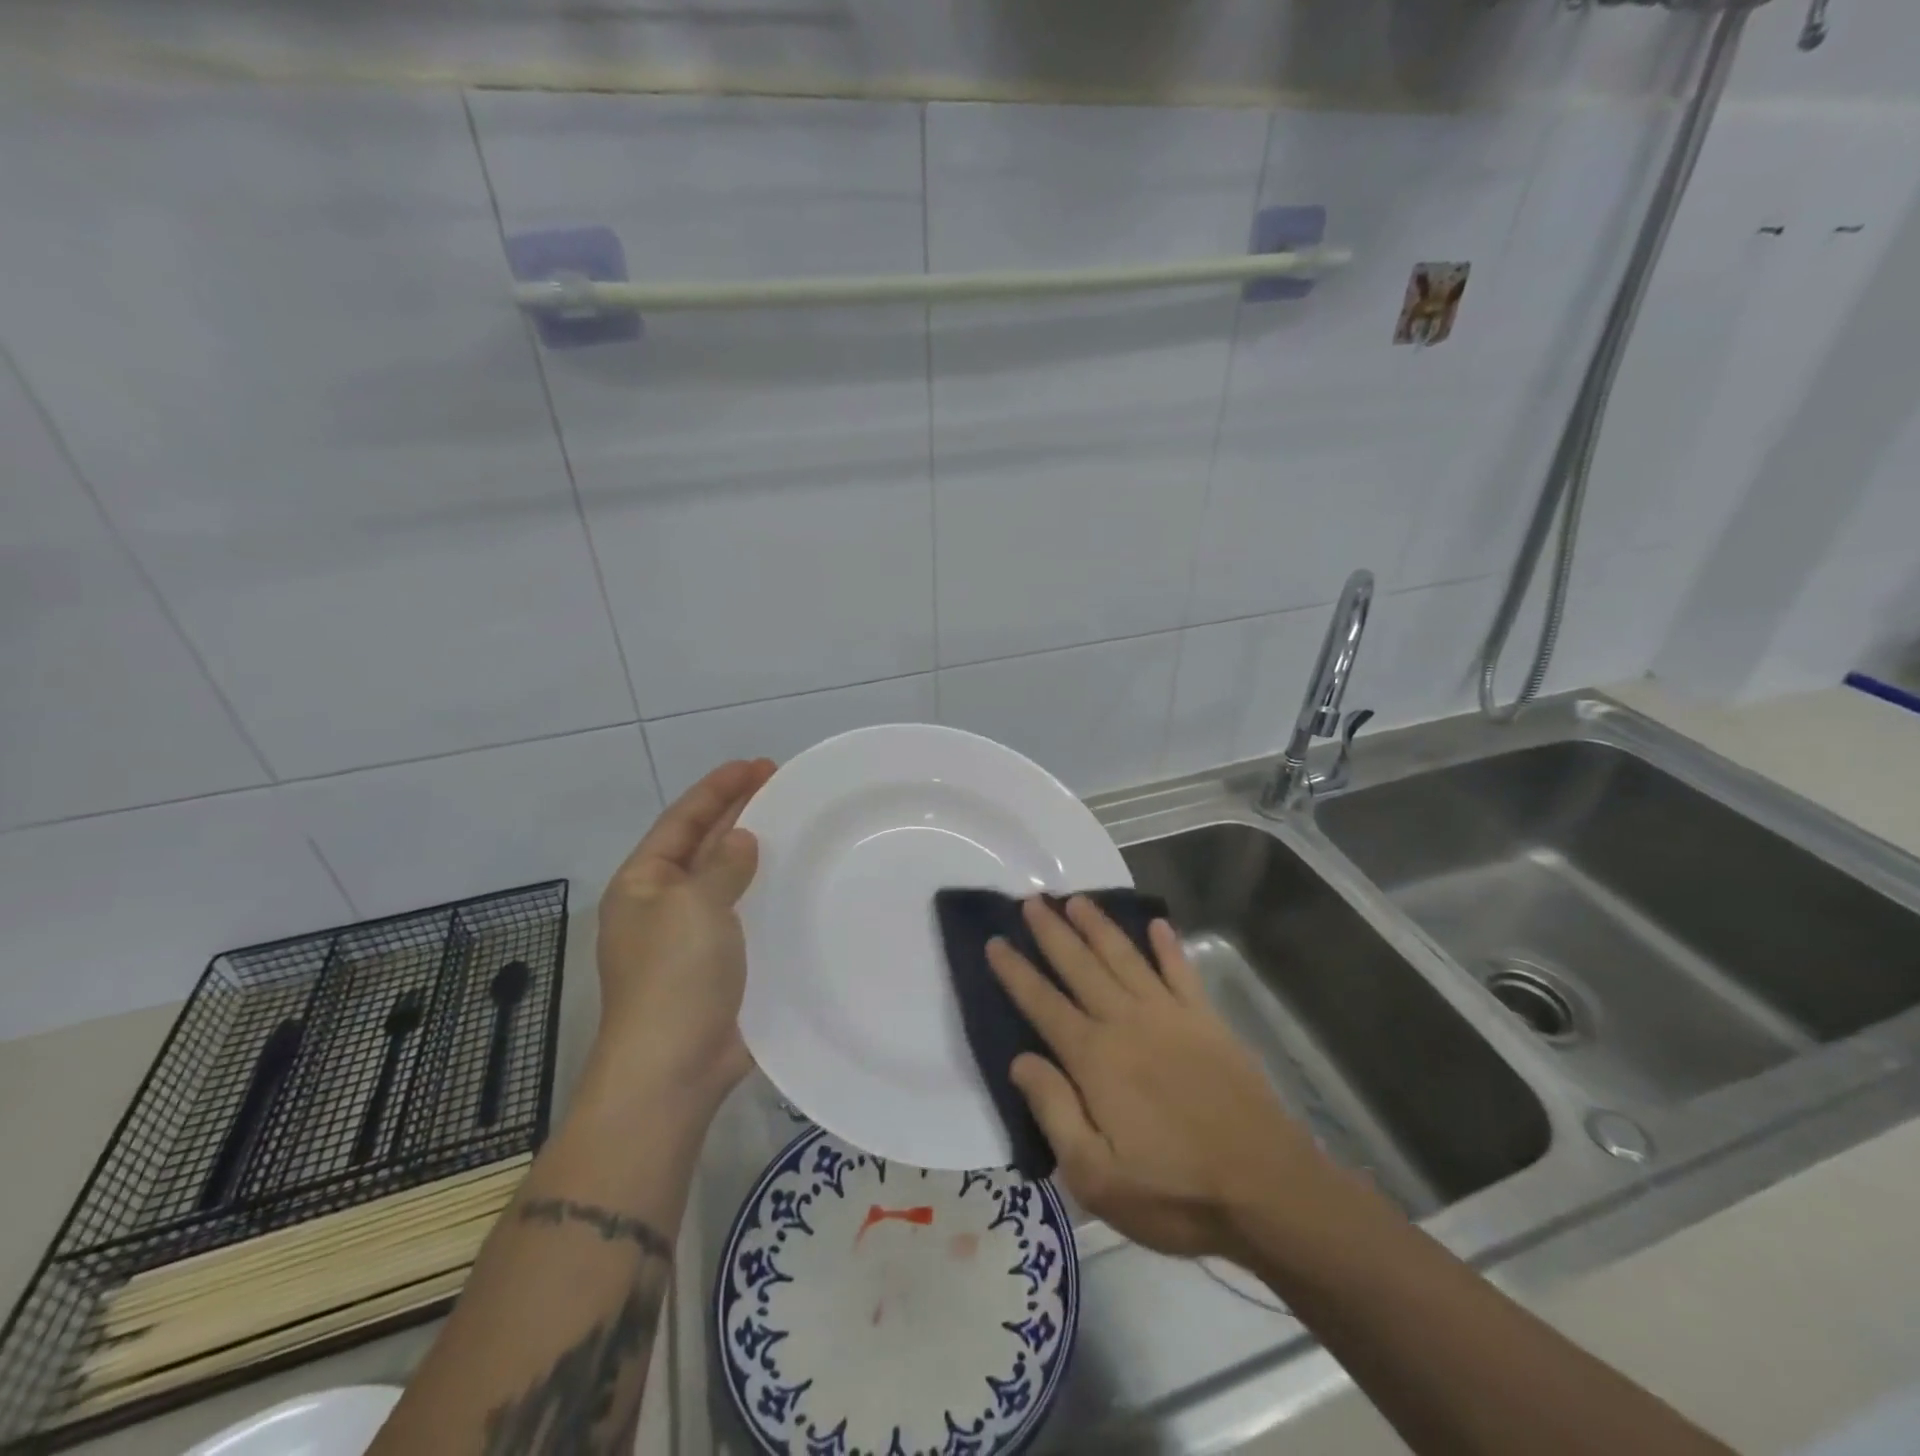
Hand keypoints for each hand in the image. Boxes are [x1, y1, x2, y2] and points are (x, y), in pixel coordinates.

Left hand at [590, 759, 776, 1112]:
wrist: (672, 1070)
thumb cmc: (675, 977)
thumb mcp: (694, 906)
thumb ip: (721, 865)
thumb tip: (741, 839)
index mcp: (643, 884)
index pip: (682, 820)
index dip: (718, 788)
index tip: (757, 765)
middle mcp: (664, 904)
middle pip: (703, 844)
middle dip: (738, 812)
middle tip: (781, 784)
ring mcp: (691, 937)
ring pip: (726, 879)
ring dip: (754, 851)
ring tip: (792, 824)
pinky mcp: (720, 965)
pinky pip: (744, 914)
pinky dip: (765, 893)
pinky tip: (794, 883)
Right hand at [987, 897, 1334, 1261]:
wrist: (1267, 1190)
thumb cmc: (1174, 1193)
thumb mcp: (1096, 1176)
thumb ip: (1054, 1111)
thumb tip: (1019, 1059)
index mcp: (1095, 1058)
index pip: (1043, 1004)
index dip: (1016, 972)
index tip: (995, 941)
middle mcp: (1127, 1022)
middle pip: (1081, 966)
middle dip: (1052, 932)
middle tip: (1031, 900)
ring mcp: (1170, 1016)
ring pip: (1125, 957)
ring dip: (1099, 926)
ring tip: (1077, 899)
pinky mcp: (1207, 1021)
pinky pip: (1182, 972)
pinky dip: (1168, 946)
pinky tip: (1157, 923)